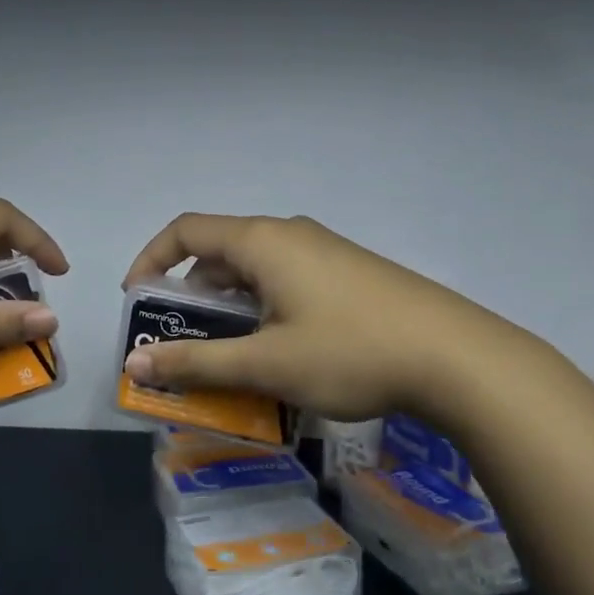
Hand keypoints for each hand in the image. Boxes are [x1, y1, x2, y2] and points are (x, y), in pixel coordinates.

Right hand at [120, 213, 502, 421]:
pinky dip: (262, 311)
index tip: (137, 303)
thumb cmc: (350, 352)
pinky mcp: (348, 275)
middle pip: (219, 252)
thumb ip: (196, 362)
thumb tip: (134, 364)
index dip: (150, 260)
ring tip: (224, 357)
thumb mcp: (265, 364)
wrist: (458, 358)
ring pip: (255, 272)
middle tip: (178, 343)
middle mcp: (290, 235)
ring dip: (228, 309)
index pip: (186, 231)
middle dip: (189, 296)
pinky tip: (276, 354)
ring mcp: (324, 253)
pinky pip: (286, 283)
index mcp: (262, 241)